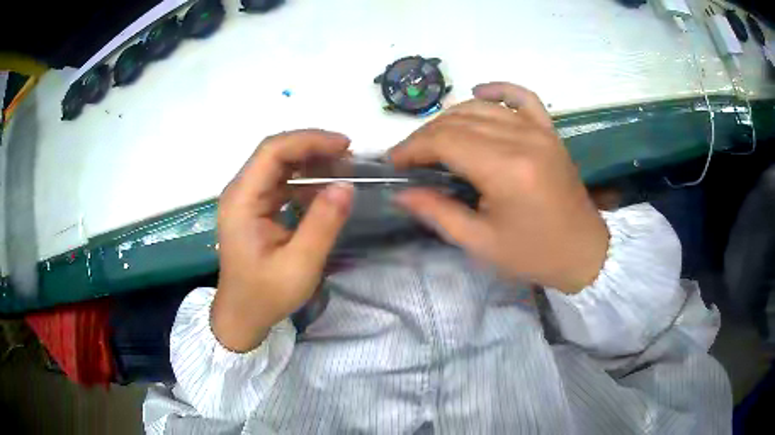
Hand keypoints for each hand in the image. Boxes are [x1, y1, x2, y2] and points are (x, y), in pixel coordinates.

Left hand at [213, 130, 353, 351]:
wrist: (243, 315)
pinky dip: (304, 180)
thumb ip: (323, 224)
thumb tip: (347, 185)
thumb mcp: (299, 264)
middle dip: (312, 147)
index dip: (309, 140)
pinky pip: (281, 183)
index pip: (273, 151)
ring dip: (310, 161)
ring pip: (279, 165)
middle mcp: (240, 192)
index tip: (344, 145)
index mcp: (242, 200)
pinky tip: (325, 189)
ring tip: (342, 168)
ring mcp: (246, 199)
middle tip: (349, 155)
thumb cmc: (266, 295)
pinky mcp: (255, 208)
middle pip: (275, 153)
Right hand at [390, 82, 608, 292]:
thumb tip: (401, 192)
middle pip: (459, 121)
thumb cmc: (533, 254)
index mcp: (505, 170)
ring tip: (435, 139)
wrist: (582, 252)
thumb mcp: (480, 243)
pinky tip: (479, 92)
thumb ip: (437, 213)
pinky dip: (498, 90)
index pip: (445, 141)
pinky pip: (522, 97)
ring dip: (450, 118)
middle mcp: (522, 139)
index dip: (412, 148)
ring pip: (482, 107)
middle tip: (411, 157)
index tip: (395, 163)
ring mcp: (539, 131)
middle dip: (426, 136)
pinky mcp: (550, 131)